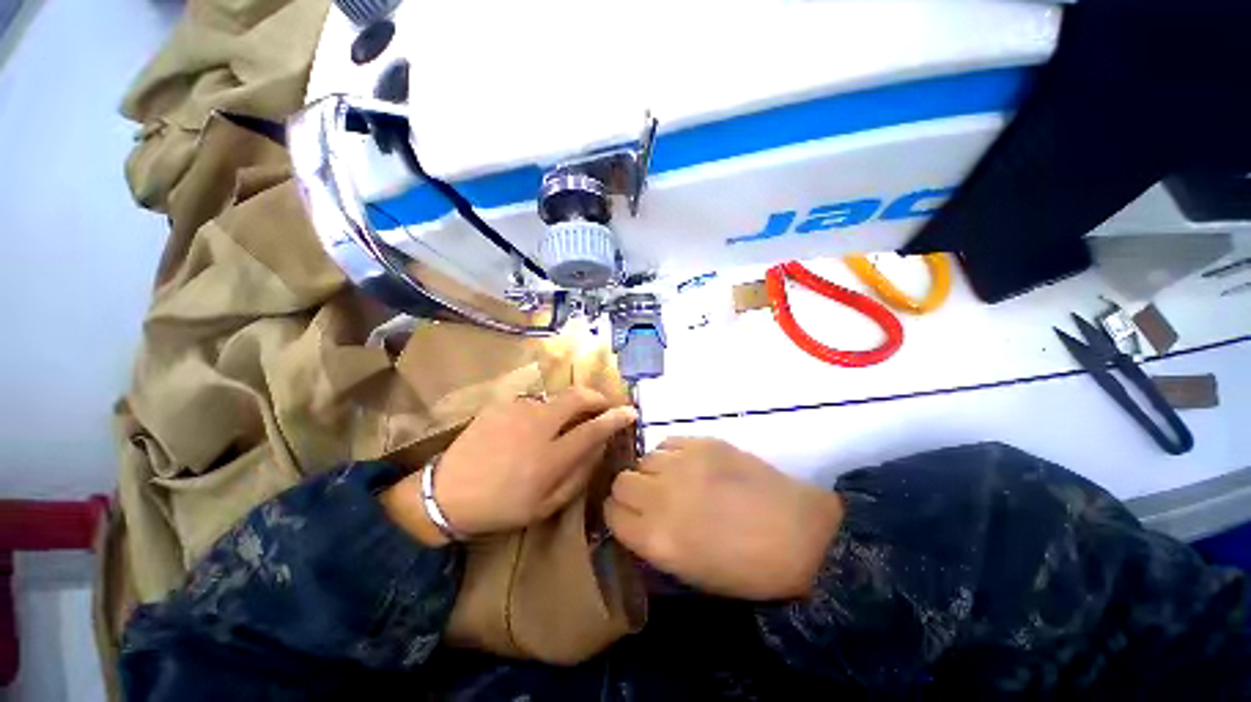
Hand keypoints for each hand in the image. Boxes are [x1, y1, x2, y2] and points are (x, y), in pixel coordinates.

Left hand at [382, 388, 636, 544]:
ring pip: (557, 397)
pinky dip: (545, 410)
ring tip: (564, 423)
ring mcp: (517, 410)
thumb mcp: (546, 504)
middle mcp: (536, 426)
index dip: (615, 418)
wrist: (447, 493)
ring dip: (569, 406)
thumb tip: (600, 447)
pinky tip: (534, 427)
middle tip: (603, 406)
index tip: (630, 412)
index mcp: (549, 458)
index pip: (593, 429)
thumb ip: (579, 474)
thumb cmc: (501, 506)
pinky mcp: (502, 403)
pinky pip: (535, 402)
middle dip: (597, 397)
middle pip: (577, 397)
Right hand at [606, 437, 843, 600]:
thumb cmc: (746, 567)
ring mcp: (683, 463)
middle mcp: (662, 495)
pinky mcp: (702, 442)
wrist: (798, 533)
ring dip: (651, 472)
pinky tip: (690, 466)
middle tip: (652, 498)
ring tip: (674, 481)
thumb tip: (633, 519)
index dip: (618, 514)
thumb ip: (651, 543)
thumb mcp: (689, 572)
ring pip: (642, 458)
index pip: (610, 513)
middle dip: (630, 491)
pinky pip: (667, 443)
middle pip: (620, 480)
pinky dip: (671, 455)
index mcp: (657, 538)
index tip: (629, 516)